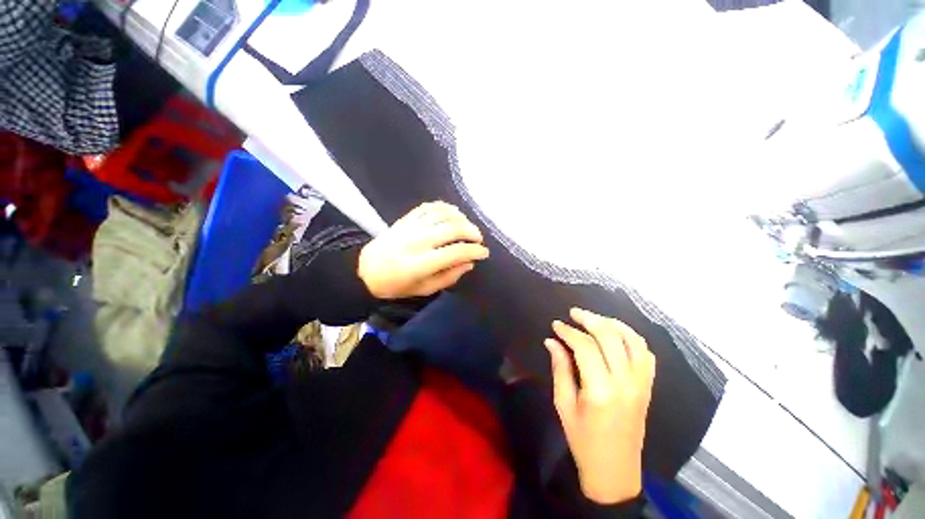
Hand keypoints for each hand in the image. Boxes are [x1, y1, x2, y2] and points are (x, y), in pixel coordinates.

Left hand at [358, 201, 489, 298]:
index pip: (456, 251)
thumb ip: (449, 277)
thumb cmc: (396, 285)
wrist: (365, 270)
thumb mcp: (424, 290)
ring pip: (443, 214)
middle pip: (453, 228)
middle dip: (472, 232)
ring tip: (467, 227)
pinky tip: (452, 214)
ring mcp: (411, 227)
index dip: (474, 251)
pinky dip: (444, 207)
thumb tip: (469, 263)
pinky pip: (429, 207)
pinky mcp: (405, 219)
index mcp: (421, 264)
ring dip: (461, 218)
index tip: (483, 253)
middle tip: (478, 239)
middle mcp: (417, 241)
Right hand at [545, 308, 655, 504]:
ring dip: (613, 324)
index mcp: (600, 390)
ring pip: (633, 341)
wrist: (615, 470)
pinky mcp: (648, 388)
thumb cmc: (583, 440)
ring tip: (594, 319)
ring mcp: (641, 384)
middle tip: (573, 313)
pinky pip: (646, 354)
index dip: (568, 331)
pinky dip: (632, 338)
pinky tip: (616, 335)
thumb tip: (551, 341)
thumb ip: (560, 369)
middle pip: (611, 337)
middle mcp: (625, 383)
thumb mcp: (563, 405)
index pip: (585, 347)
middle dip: (590, 319)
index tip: (555, 325)